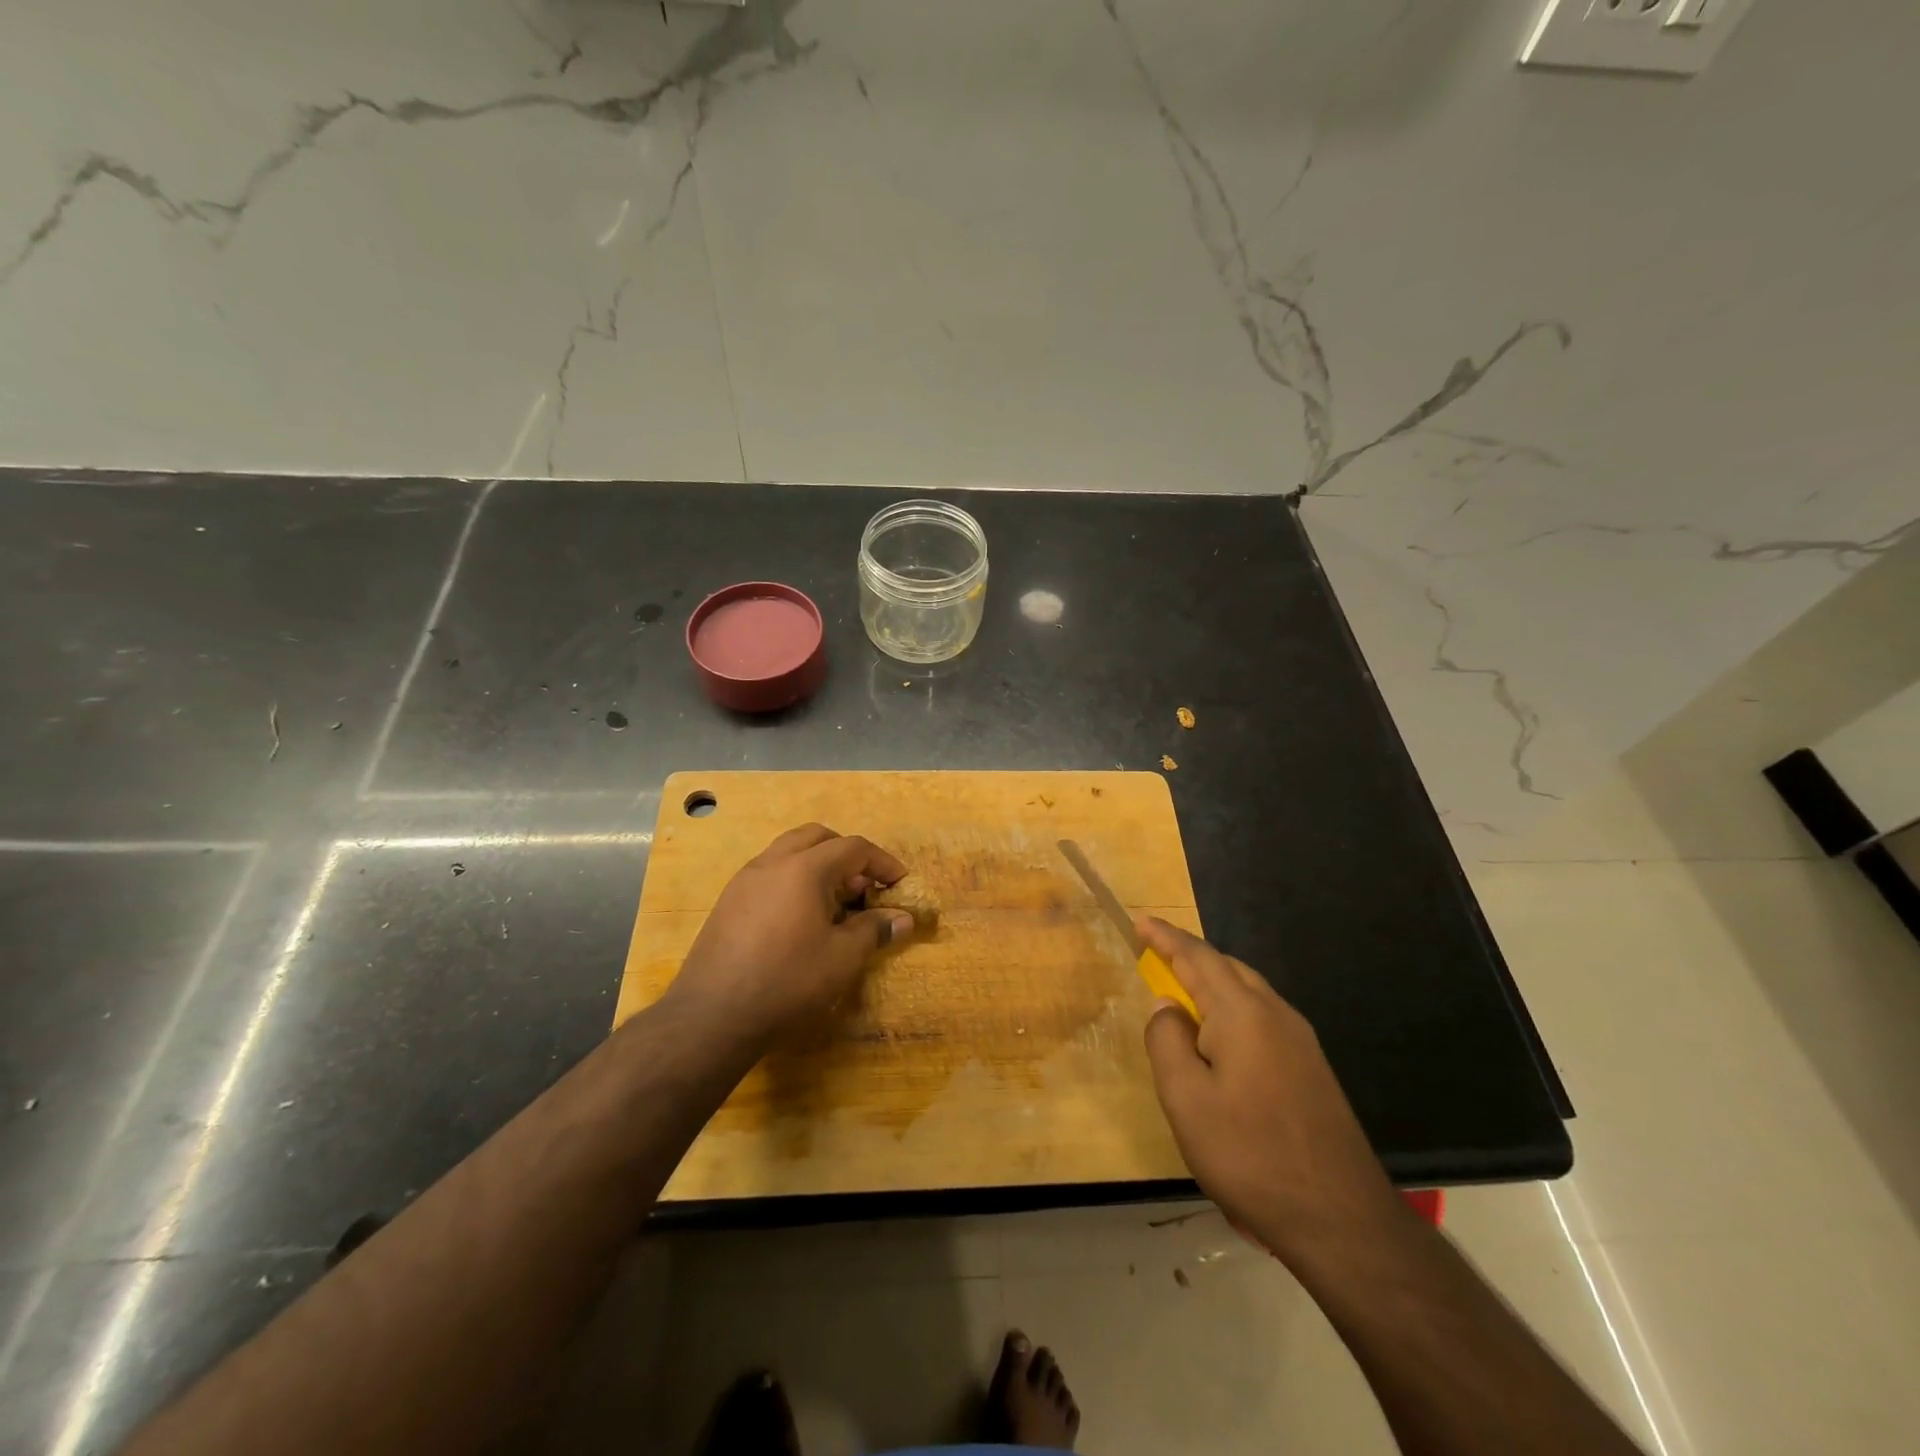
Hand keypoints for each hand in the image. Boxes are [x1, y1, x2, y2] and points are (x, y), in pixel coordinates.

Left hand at [668, 824, 917, 1048]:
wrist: (712, 1015)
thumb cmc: (787, 981)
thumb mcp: (842, 958)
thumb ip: (874, 930)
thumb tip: (903, 919)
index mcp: (804, 868)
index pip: (853, 847)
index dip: (882, 862)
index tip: (899, 883)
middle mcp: (772, 862)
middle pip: (818, 837)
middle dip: (847, 854)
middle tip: (864, 886)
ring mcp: (745, 879)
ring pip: (789, 852)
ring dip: (818, 865)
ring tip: (834, 903)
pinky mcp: (728, 901)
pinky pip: (770, 873)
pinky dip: (793, 880)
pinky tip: (800, 919)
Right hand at [1139, 918, 1402, 1265]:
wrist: (1341, 1218)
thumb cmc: (1250, 1155)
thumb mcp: (1186, 1100)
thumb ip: (1167, 1041)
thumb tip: (1167, 1006)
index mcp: (1242, 1013)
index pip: (1196, 957)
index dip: (1164, 937)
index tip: (1139, 921)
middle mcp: (1275, 1014)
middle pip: (1226, 966)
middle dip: (1188, 955)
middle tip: (1154, 953)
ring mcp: (1300, 1040)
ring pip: (1247, 990)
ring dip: (1211, 980)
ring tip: (1181, 991)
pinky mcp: (1311, 1066)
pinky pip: (1262, 1015)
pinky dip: (1231, 1006)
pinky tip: (1220, 1036)